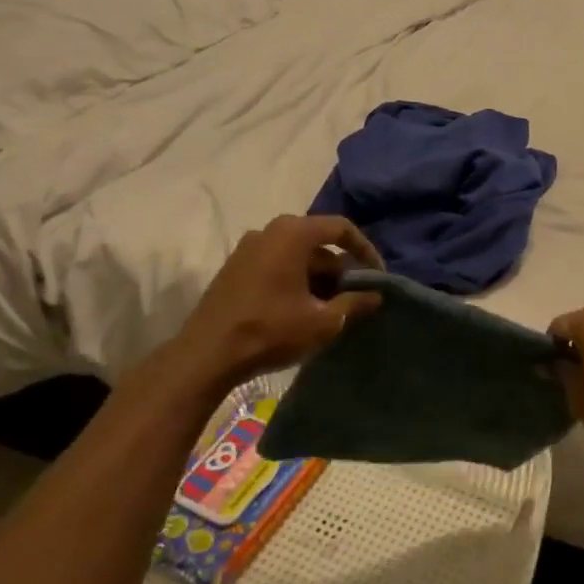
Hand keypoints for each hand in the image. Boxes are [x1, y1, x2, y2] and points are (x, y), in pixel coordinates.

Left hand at [168, 215, 382, 392]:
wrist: (206, 355)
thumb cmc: (270, 330)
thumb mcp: (323, 321)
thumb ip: (354, 303)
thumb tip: (376, 295)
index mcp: (293, 234)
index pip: (341, 228)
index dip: (365, 250)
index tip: (377, 276)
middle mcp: (269, 231)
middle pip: (318, 242)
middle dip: (340, 269)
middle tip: (354, 296)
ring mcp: (248, 248)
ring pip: (297, 255)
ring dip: (318, 277)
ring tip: (331, 307)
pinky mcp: (235, 268)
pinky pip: (277, 264)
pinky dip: (296, 280)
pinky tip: (302, 309)